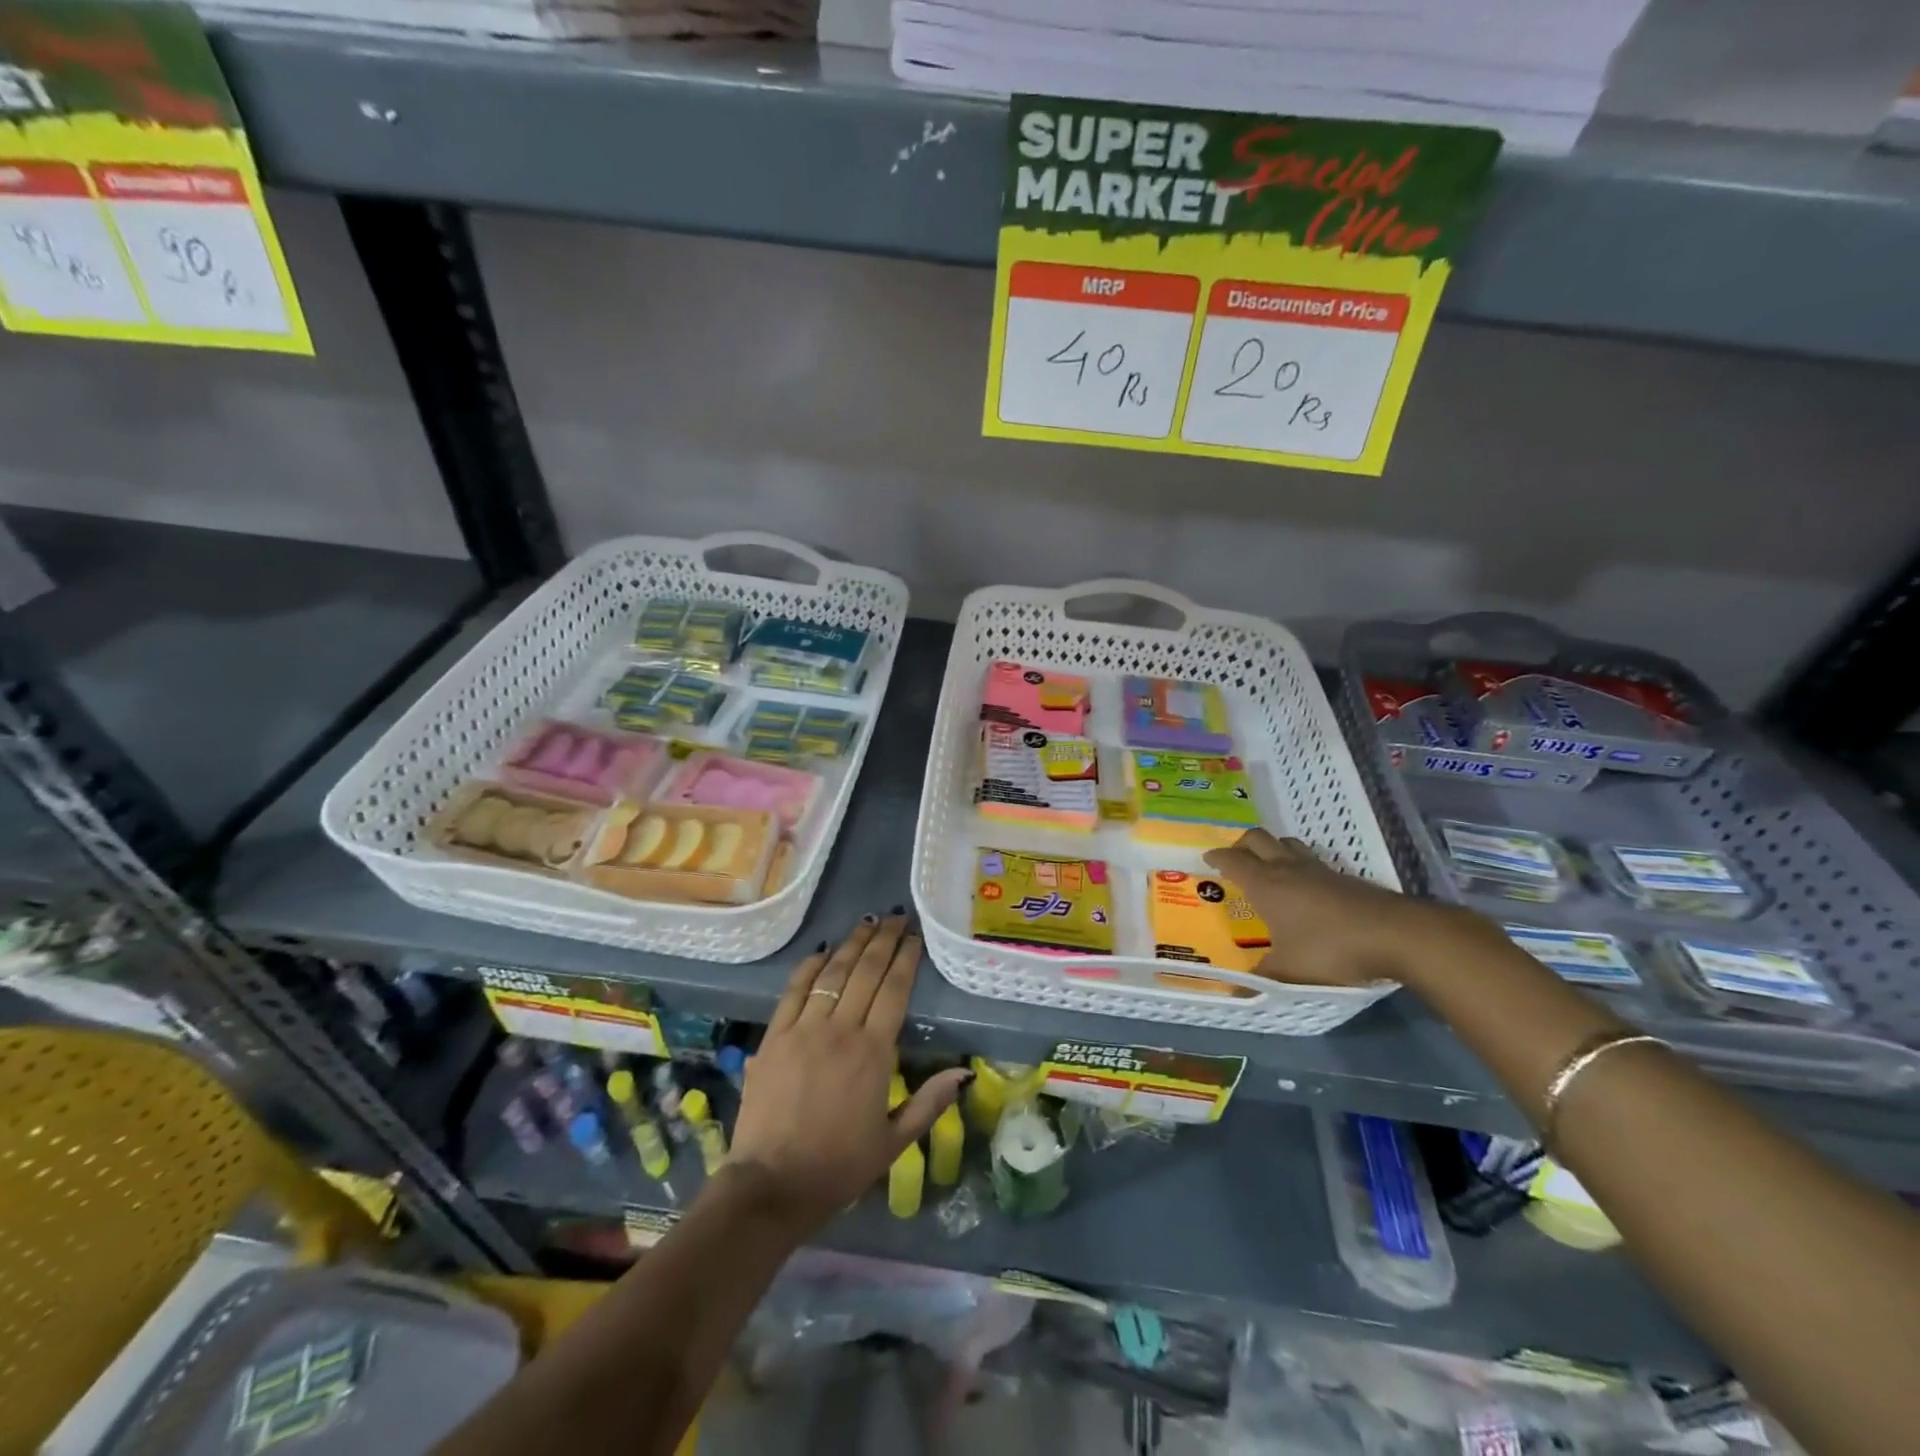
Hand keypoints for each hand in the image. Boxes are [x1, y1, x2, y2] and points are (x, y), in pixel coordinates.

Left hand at [729, 913, 967, 1232]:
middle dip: (884, 940)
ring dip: (852, 944)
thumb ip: (929, 1103)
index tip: (914, 936)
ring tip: (867, 923)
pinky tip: (821, 950)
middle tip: (896, 917)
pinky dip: (809, 966)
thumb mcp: (893, 1142)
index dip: (906, 959)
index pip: (894, 990)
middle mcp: (840, 1030)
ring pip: (832, 973)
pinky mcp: (774, 1036)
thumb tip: (964, 1072)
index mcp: (873, 1053)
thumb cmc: (838, 1166)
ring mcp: (803, 1029)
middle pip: (866, 972)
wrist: (772, 1185)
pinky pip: (794, 990)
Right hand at [1205, 829, 1493, 987]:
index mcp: (1266, 884)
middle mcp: (1288, 868)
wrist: (1396, 934)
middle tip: (1234, 859)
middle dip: (1241, 845)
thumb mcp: (1289, 972)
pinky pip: (1311, 859)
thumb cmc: (1331, 948)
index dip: (1217, 857)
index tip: (1207, 859)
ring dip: (1272, 848)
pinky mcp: (1344, 877)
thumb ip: (1261, 979)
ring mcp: (1318, 869)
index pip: (1233, 859)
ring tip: (1267, 866)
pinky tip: (1304, 885)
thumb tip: (1235, 992)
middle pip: (1258, 839)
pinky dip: (1298, 863)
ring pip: (1287, 844)